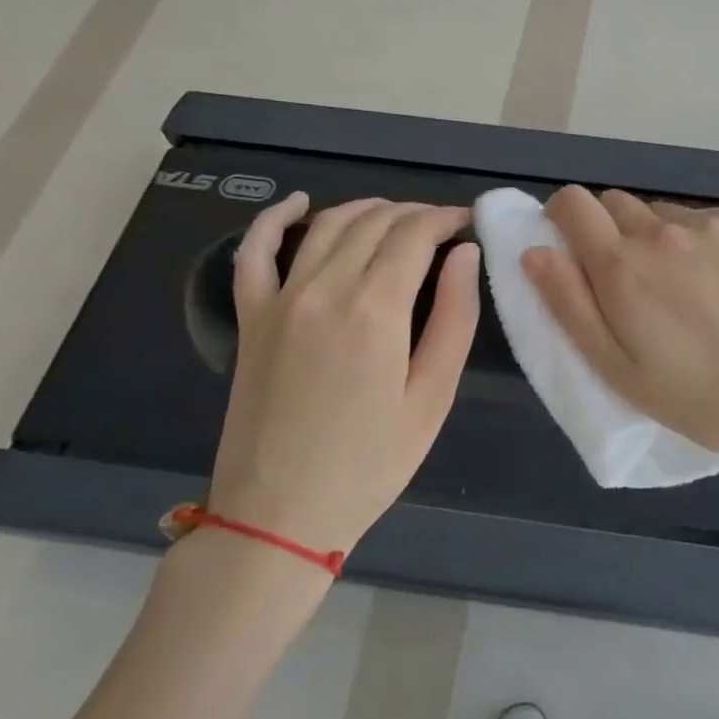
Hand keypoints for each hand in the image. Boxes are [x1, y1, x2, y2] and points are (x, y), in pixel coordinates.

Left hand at [208, 193, 480, 555]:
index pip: (415, 234)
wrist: (280, 514)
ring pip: (328, 225)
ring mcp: (280, 298)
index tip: (467, 223)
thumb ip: (454, 317)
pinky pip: (253, 251)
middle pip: (375, 221)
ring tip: (397, 217)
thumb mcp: (432, 396)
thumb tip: (464, 254)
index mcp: (375, 309)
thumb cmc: (371, 462)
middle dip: (415, 213)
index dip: (446, 219)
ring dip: (367, 209)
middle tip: (442, 227)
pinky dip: (275, 219)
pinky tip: (298, 204)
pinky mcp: (251, 317)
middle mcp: (325, 288)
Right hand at [522, 187, 718, 514]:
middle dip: (613, 233)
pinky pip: (713, 221)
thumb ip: (569, 305)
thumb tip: (534, 250)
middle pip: (618, 204)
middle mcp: (665, 230)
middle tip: (637, 285)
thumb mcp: (619, 370)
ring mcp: (716, 224)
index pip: (573, 203)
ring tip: (692, 290)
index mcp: (623, 266)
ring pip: (667, 214)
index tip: (575, 247)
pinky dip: (708, 242)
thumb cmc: (703, 398)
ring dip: (663, 238)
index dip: (564, 218)